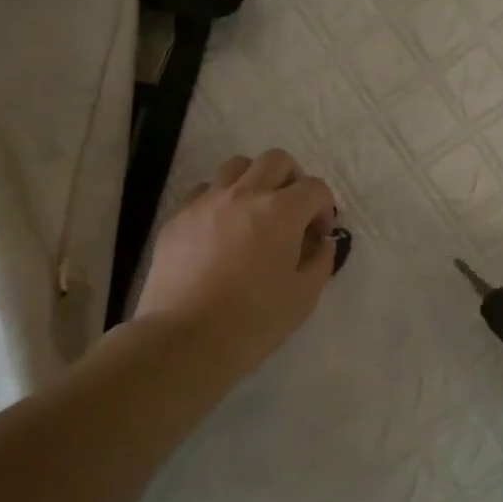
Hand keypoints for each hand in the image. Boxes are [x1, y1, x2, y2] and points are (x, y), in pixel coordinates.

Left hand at [133, 151, 337, 373]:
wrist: (185, 340)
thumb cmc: (253, 321)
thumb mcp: (304, 296)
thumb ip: (321, 260)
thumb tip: (321, 241)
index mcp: (280, 212)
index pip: (314, 187)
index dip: (324, 208)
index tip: (319, 236)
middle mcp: (243, 195)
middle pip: (276, 161)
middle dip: (293, 180)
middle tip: (293, 213)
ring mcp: (206, 202)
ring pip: (236, 167)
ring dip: (255, 182)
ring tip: (255, 214)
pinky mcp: (178, 217)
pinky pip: (204, 191)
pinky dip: (221, 200)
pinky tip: (222, 231)